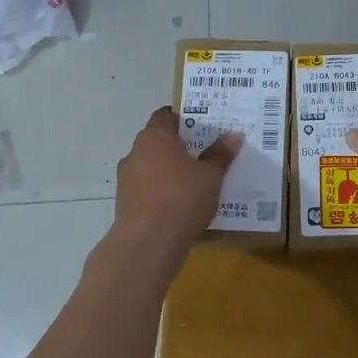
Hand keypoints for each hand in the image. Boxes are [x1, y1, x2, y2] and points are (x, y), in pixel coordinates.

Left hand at [114, 108, 241, 244]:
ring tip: (191, 183)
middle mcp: (135, 152)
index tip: (200, 128)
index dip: (182, 119)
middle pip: (157, 141)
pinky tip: (177, 205)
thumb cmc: (183, 198)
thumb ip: (221, 154)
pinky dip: (158, 191)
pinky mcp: (123, 202)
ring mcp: (126, 178)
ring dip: (166, 171)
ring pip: (149, 166)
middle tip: (202, 155)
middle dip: (177, 147)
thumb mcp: (211, 176)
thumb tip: (234, 135)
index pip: (165, 116)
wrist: (148, 242)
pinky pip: (145, 188)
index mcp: (155, 137)